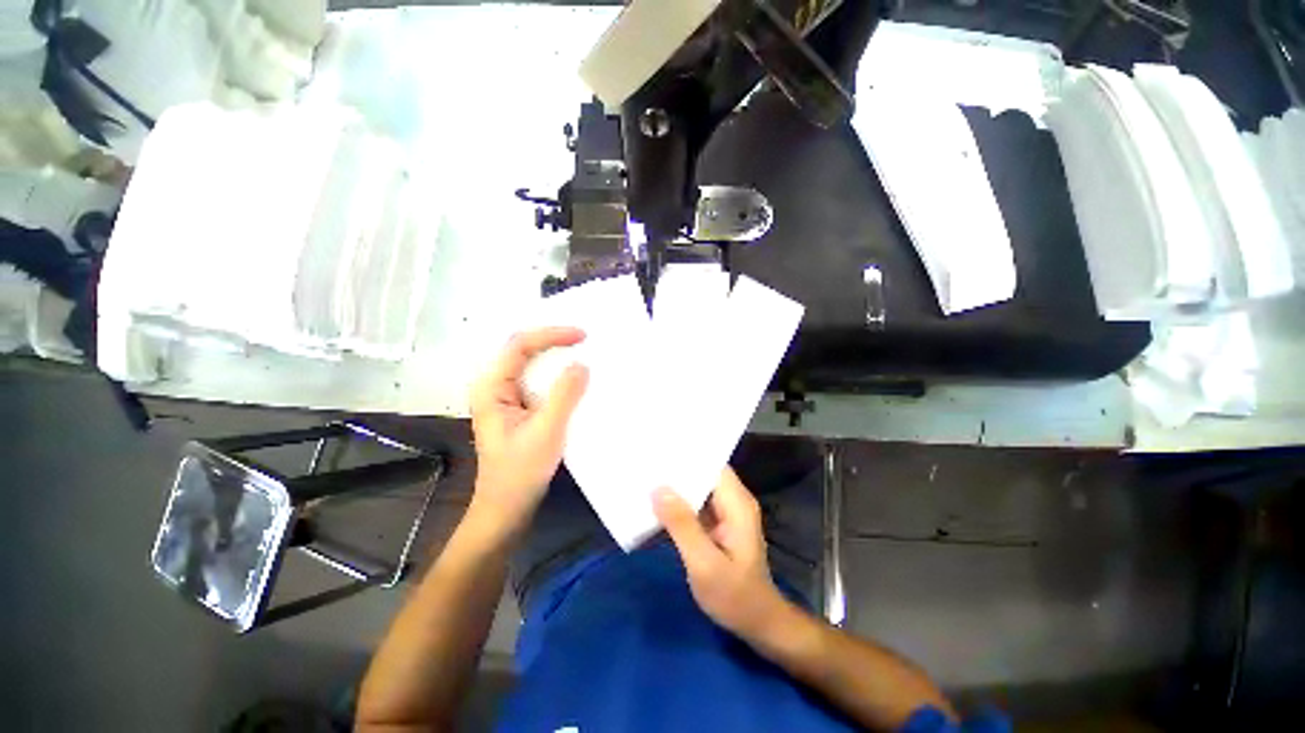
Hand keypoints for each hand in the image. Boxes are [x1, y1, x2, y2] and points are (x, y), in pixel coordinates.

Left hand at [469, 327, 588, 537]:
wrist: (507, 506)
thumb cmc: (521, 472)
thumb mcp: (546, 432)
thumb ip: (564, 395)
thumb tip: (582, 365)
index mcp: (492, 387)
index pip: (520, 345)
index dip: (551, 334)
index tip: (582, 335)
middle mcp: (495, 385)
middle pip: (524, 349)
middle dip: (554, 340)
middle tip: (586, 338)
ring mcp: (507, 396)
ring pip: (532, 364)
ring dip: (557, 356)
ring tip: (584, 350)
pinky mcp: (519, 407)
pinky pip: (539, 380)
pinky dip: (558, 373)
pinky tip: (575, 376)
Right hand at [652, 468, 787, 639]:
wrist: (758, 624)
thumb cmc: (735, 597)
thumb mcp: (704, 564)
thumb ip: (681, 525)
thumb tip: (658, 489)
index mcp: (736, 503)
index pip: (712, 464)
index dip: (688, 455)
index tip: (659, 448)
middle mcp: (733, 501)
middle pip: (704, 473)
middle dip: (676, 469)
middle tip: (645, 462)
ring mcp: (726, 512)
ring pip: (698, 488)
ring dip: (675, 486)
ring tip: (645, 477)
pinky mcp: (718, 525)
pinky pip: (696, 505)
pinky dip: (678, 503)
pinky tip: (656, 504)